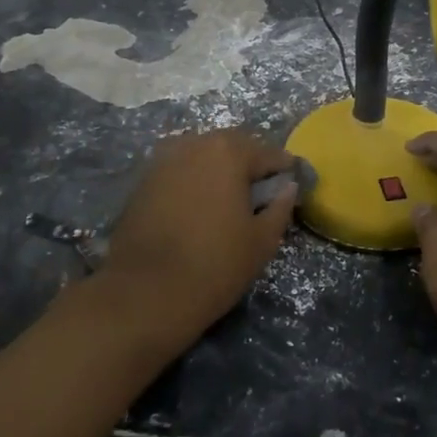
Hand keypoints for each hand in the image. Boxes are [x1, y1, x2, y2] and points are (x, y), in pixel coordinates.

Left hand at [99, 128, 296, 350]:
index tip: (293, 186)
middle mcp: (195, 144)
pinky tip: (199, 207)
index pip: (269, 153)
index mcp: (228, 151)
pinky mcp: (143, 180)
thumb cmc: (214, 265)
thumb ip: (280, 207)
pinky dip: (194, 181)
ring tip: (228, 201)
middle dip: (250, 165)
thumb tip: (287, 187)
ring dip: (219, 170)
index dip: (284, 170)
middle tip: (261, 195)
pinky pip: (180, 170)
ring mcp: (164, 159)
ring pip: (203, 156)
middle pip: (233, 147)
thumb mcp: (262, 241)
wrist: (143, 292)